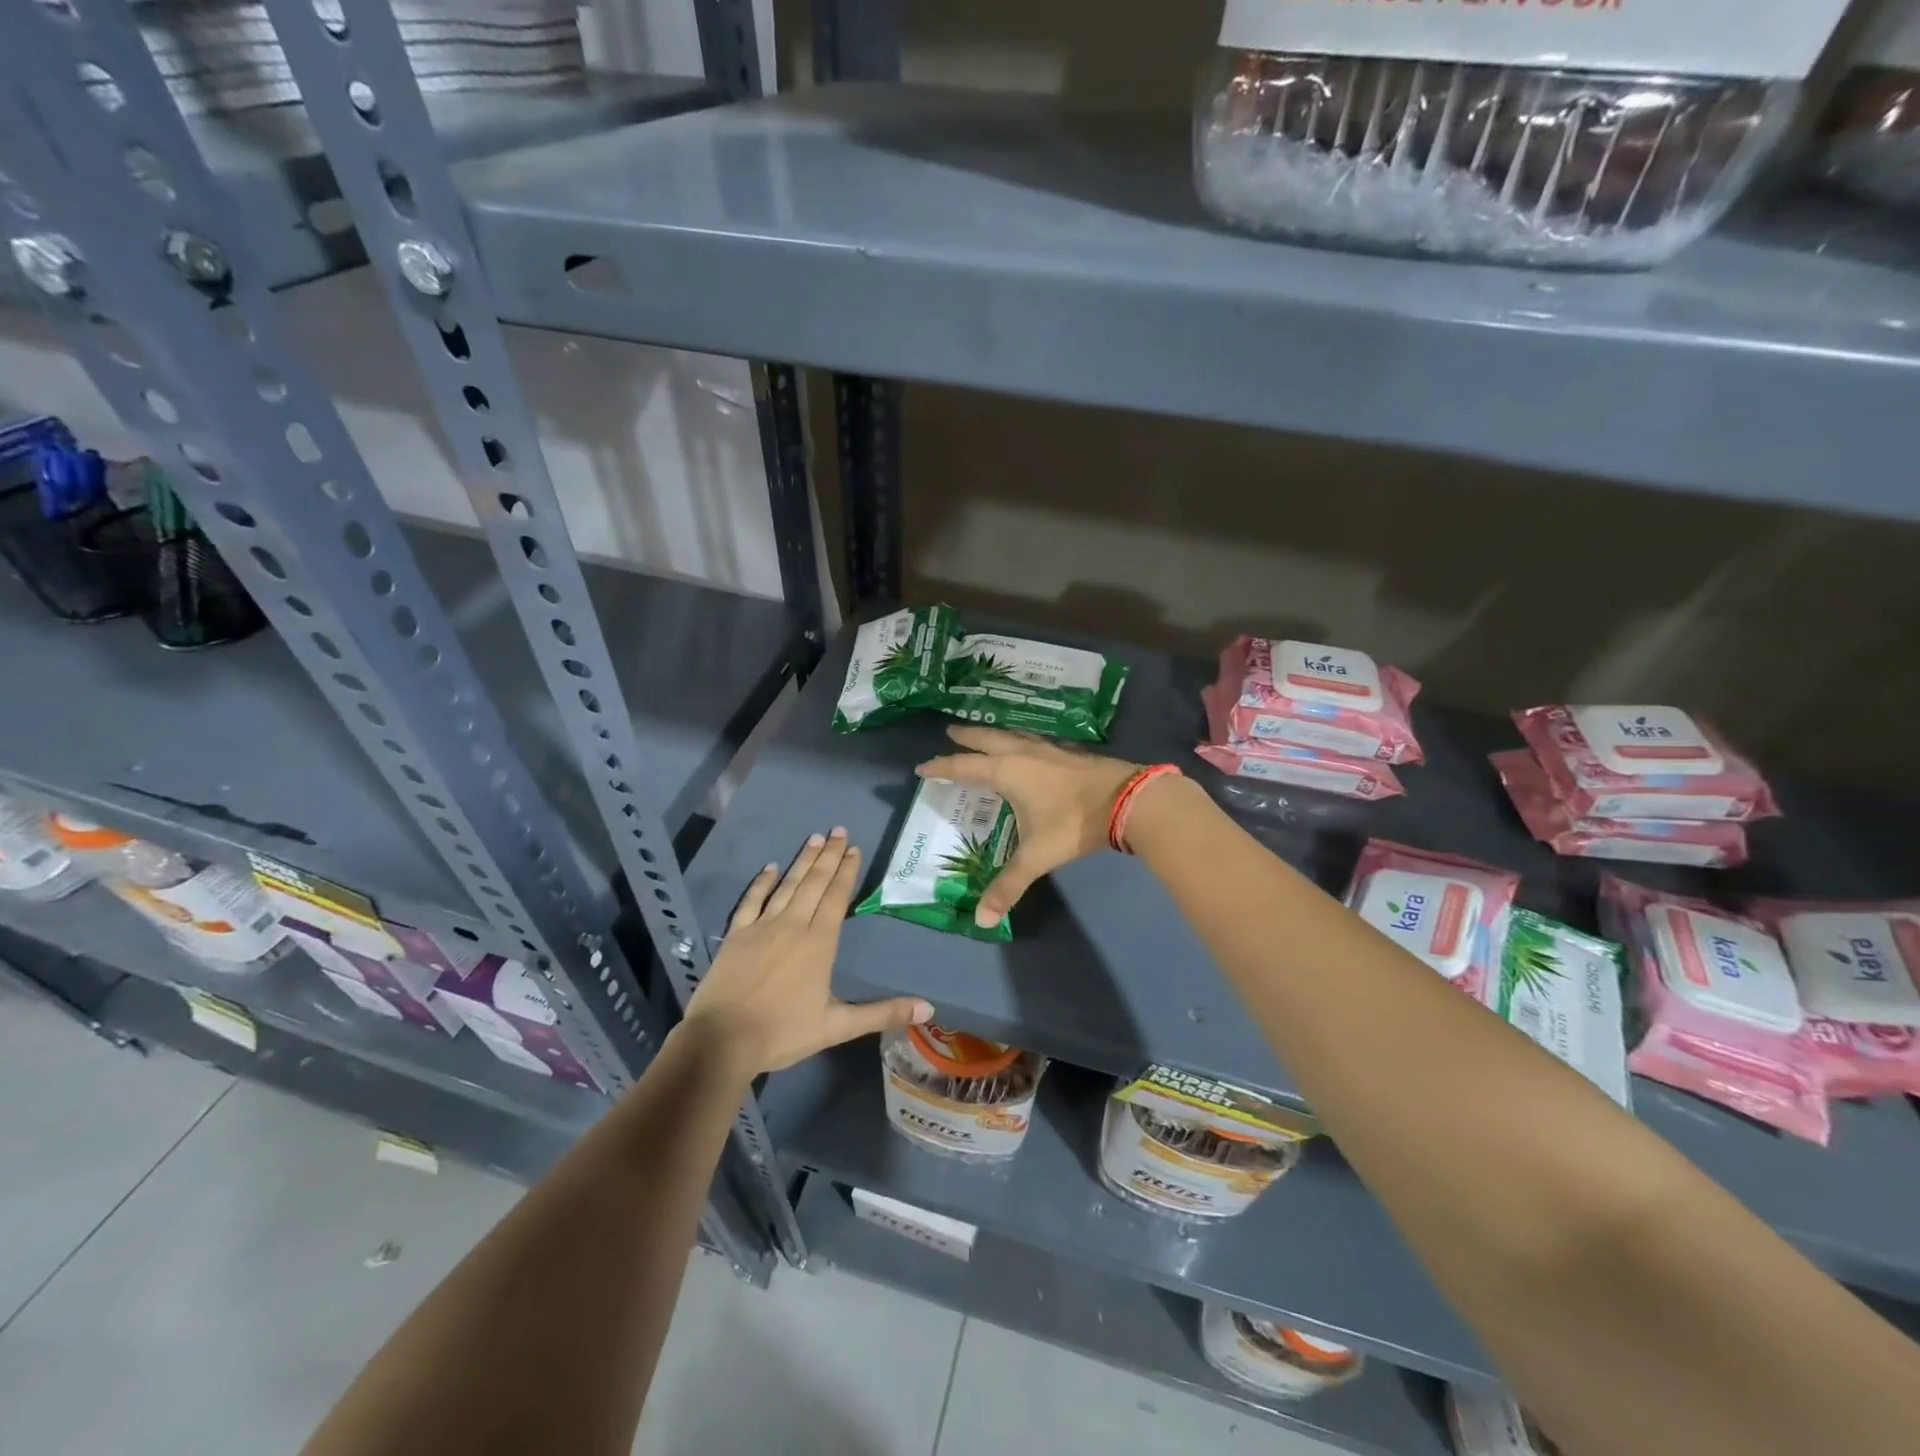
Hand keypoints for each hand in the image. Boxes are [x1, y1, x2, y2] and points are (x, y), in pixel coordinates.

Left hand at [682, 829, 932, 1076]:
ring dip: (802, 861)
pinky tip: (770, 867)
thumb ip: (882, 1013)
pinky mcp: (736, 934)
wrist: (722, 1041)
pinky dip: (762, 882)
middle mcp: (792, 926)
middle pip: (814, 884)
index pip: (836, 898)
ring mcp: (761, 927)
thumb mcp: (837, 1027)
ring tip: (815, 838)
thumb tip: (928, 1008)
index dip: (846, 872)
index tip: (855, 848)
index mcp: (819, 944)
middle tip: (839, 830)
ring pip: (787, 886)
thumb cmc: (783, 1033)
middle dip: (829, 856)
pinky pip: (751, 900)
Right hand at [916, 726, 1141, 929]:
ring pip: (1013, 735)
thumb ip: (1009, 885)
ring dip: (995, 734)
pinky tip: (1031, 748)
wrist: (1127, 800)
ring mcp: (1048, 750)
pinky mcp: (1069, 753)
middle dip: (967, 738)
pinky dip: (1022, 740)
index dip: (942, 768)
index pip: (964, 767)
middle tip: (950, 732)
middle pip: (987, 740)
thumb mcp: (1036, 856)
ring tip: (986, 735)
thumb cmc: (1073, 823)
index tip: (923, 768)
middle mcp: (1023, 754)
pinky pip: (1035, 740)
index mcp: (1006, 772)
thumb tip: (981, 920)